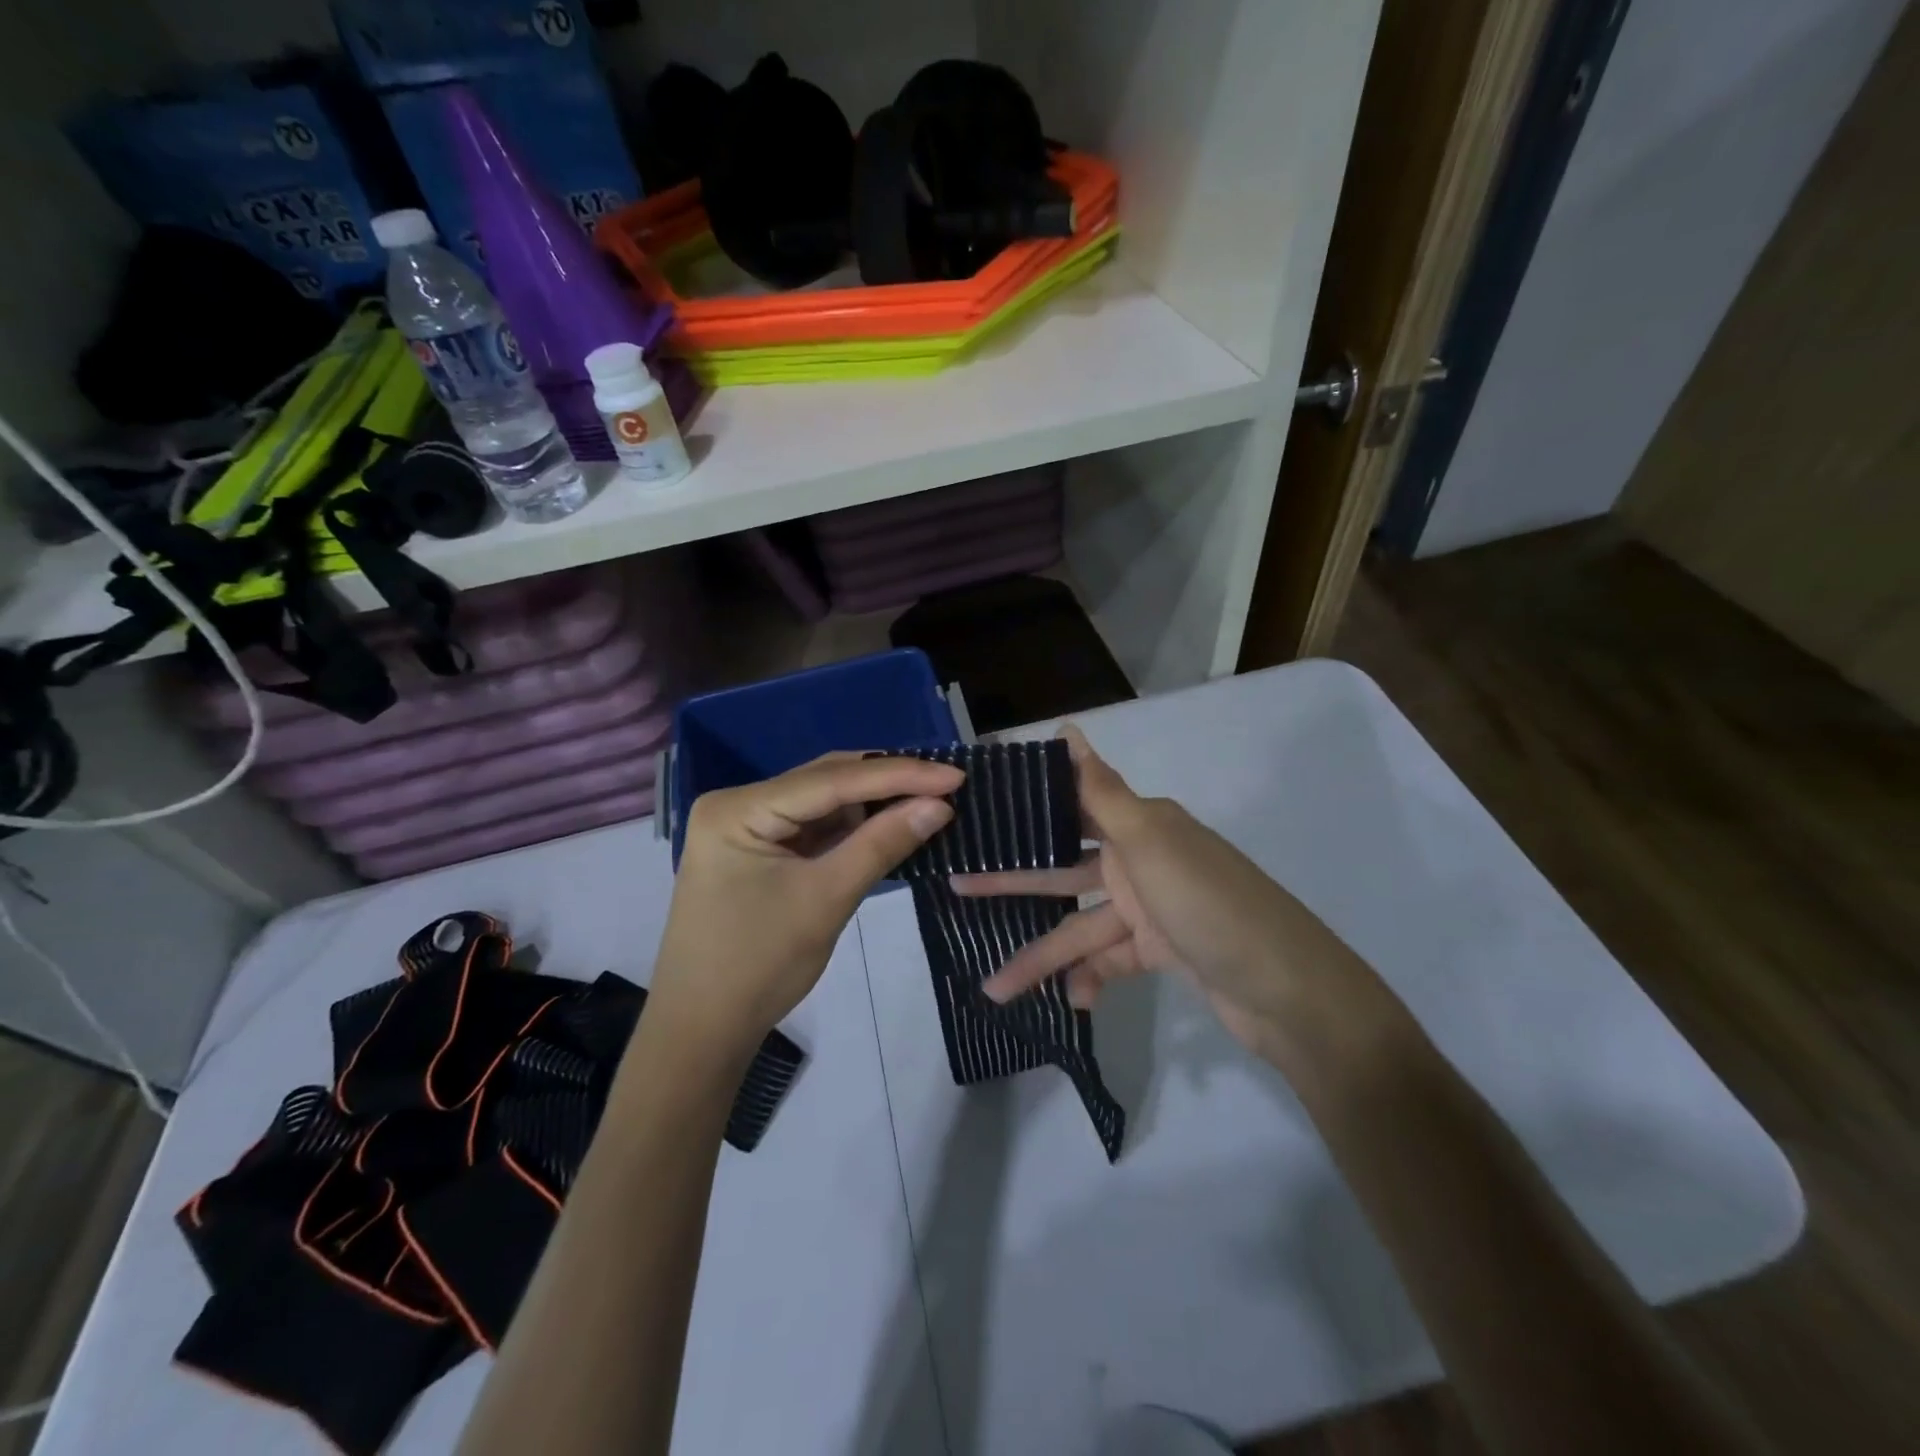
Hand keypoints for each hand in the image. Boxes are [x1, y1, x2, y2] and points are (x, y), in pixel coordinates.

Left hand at [649, 753, 961, 1062]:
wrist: (705, 1030)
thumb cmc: (759, 966)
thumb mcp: (826, 899)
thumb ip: (882, 845)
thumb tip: (940, 806)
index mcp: (738, 809)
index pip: (830, 780)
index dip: (897, 775)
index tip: (954, 775)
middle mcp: (739, 804)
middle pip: (825, 781)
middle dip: (887, 782)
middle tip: (948, 782)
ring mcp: (748, 826)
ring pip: (824, 801)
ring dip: (874, 802)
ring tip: (931, 797)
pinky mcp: (761, 849)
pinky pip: (816, 826)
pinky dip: (855, 826)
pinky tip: (893, 821)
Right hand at [952, 725, 1367, 1064]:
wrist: (1289, 991)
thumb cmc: (1209, 904)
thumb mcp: (1150, 842)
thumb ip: (1102, 790)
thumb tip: (1068, 728)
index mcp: (1141, 826)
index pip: (1071, 808)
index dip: (1028, 810)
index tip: (981, 813)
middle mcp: (1144, 860)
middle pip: (1065, 871)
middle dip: (1015, 885)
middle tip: (958, 889)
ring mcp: (1153, 909)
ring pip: (1082, 927)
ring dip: (1043, 957)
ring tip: (994, 987)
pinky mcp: (1162, 952)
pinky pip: (1111, 961)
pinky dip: (1089, 979)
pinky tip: (1068, 999)